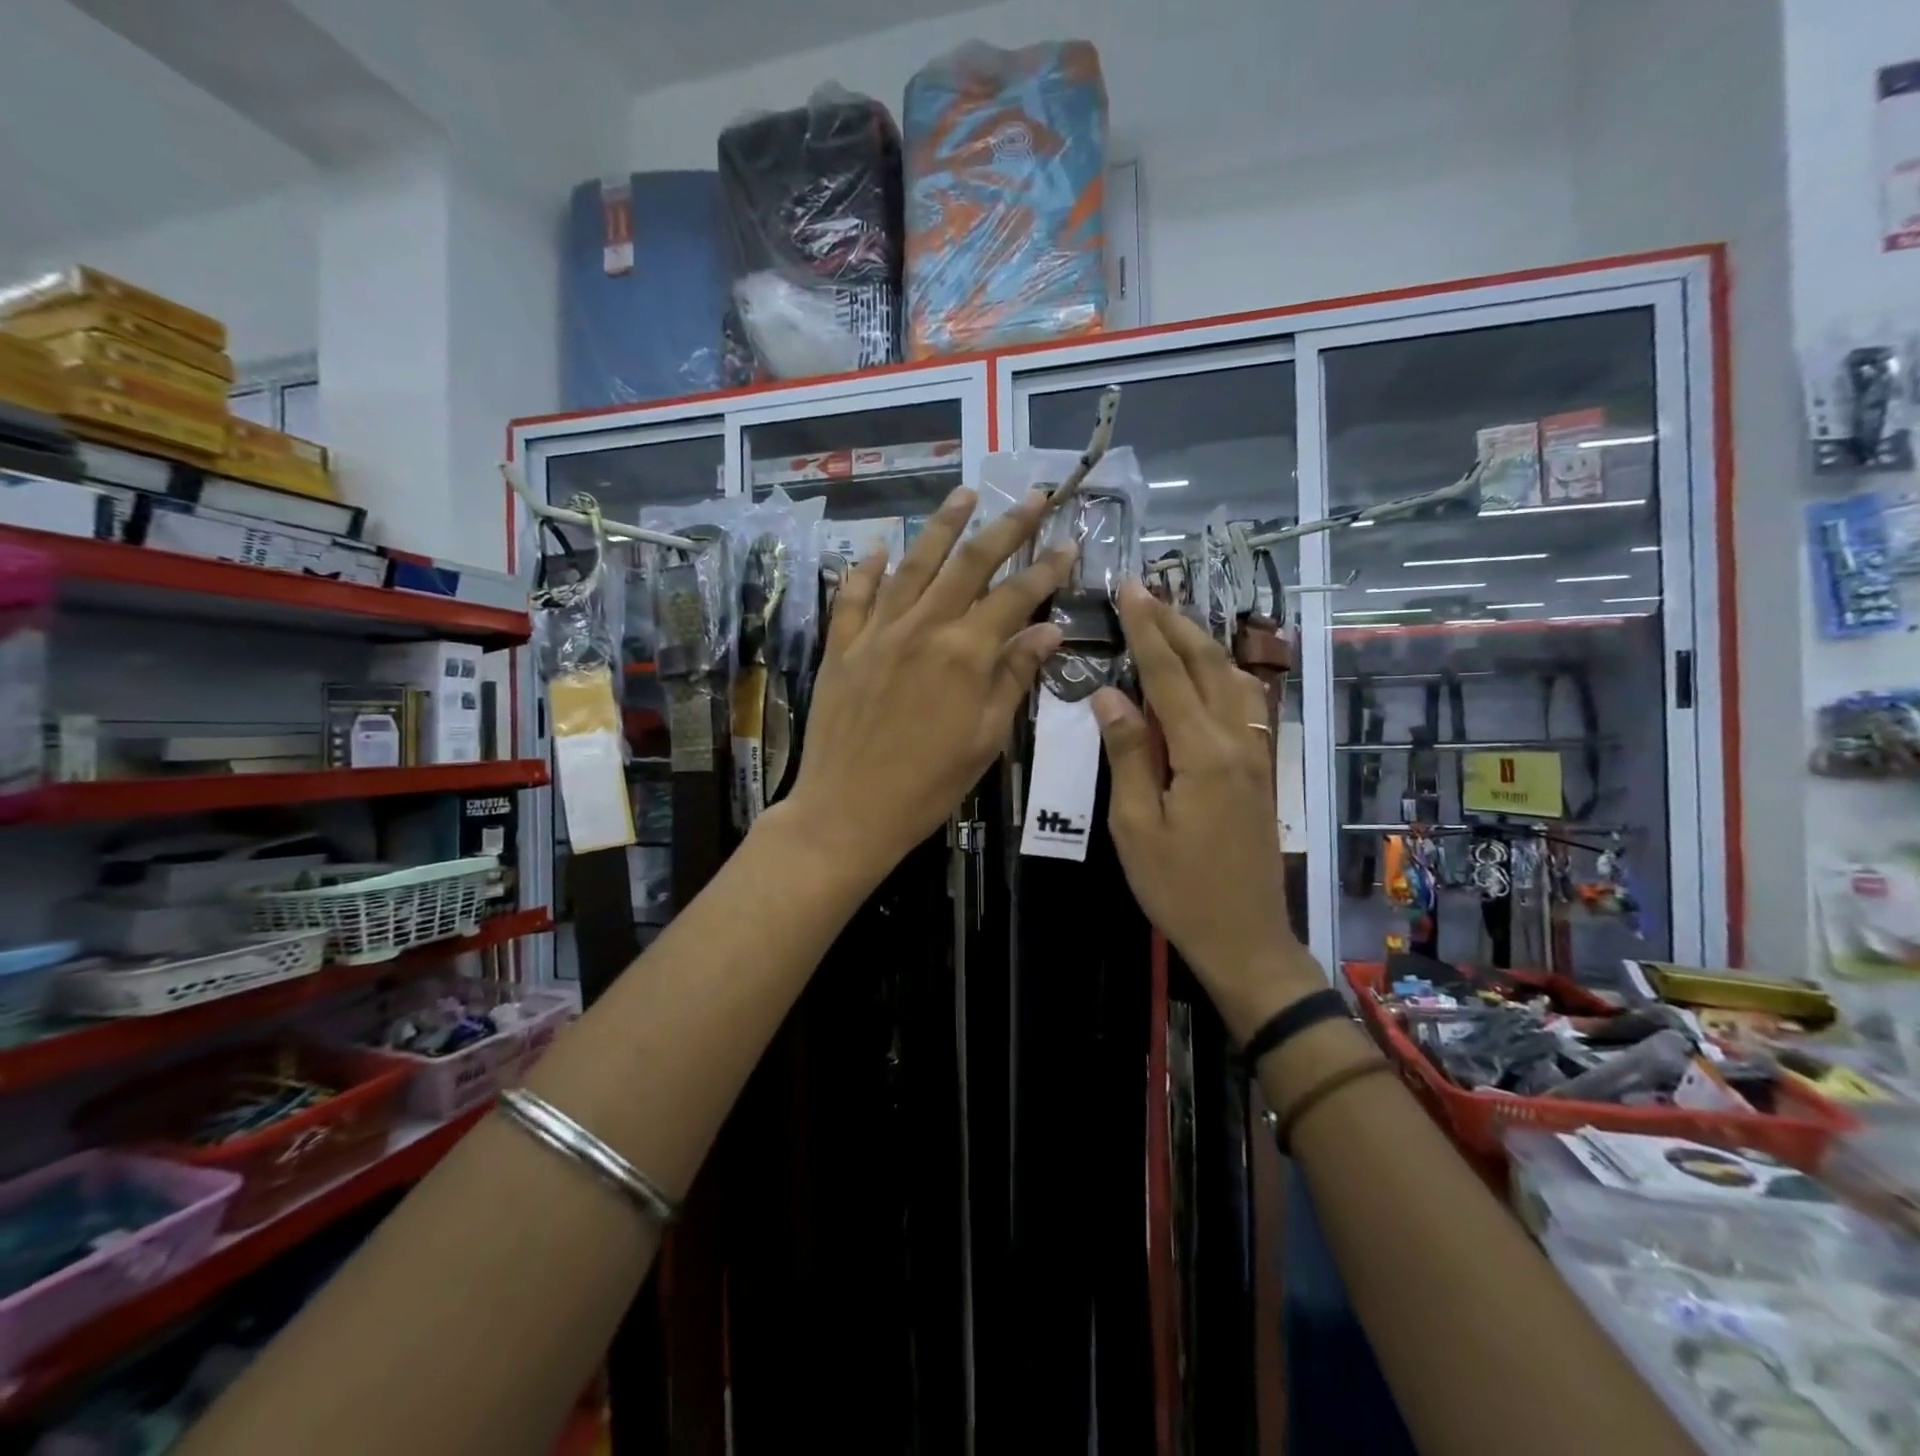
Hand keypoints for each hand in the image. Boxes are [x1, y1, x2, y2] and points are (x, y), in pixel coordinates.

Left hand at [776, 486, 1074, 886]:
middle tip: (1030, 496)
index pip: (1015, 597)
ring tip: (962, 494)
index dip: (1046, 568)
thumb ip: (1014, 678)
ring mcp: (877, 633)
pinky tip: (878, 547)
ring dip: (940, 527)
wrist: (848, 810)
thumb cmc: (928, 785)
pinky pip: (854, 596)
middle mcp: (922, 628)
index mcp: (965, 653)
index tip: (1069, 542)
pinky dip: (866, 568)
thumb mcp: (985, 739)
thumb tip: (1048, 631)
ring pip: (913, 566)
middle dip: (1004, 526)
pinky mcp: (841, 647)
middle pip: (968, 564)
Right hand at [1093, 581, 1322, 1038]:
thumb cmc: (1179, 888)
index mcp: (1204, 753)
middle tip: (1146, 590)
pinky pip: (1244, 703)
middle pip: (1207, 665)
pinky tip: (1207, 670)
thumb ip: (1126, 754)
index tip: (1129, 589)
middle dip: (1175, 623)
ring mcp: (1258, 754)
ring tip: (1172, 618)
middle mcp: (1239, 741)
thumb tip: (1109, 696)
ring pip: (1233, 679)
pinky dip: (1221, 673)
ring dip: (1201, 643)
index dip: (1147, 629)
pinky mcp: (1262, 769)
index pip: (1168, 675)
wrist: (1245, 937)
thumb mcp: (1135, 826)